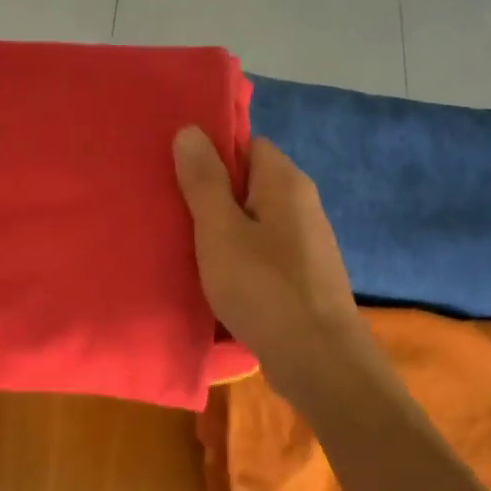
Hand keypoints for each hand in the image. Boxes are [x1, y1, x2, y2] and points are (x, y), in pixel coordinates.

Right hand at [173, 125, 368, 388]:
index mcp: (285, 182)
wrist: (319, 360)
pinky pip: (264, 252)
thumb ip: (204, 181)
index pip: (248, 144)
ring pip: (256, 221)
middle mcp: (303, 204)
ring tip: (185, 244)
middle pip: (251, 183)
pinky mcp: (304, 276)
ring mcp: (307, 242)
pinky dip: (240, 258)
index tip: (177, 172)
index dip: (213, 154)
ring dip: (224, 230)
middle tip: (172, 209)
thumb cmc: (264, 287)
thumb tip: (191, 130)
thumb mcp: (220, 230)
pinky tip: (217, 277)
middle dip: (213, 194)